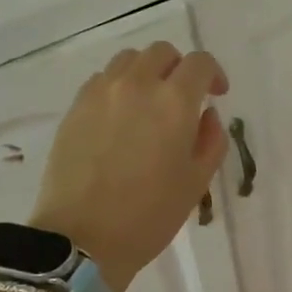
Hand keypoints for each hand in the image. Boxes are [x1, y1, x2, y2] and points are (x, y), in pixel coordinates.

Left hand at [31, 42, 229, 291]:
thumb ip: (212, 140)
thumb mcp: (197, 181)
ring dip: (147, 73)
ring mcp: (101, 93)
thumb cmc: (150, 214)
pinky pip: (102, 80)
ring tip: (149, 103)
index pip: (200, 63)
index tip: (217, 95)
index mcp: (174, 102)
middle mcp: (137, 85)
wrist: (81, 238)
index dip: (214, 74)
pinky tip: (120, 117)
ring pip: (128, 60)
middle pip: (162, 52)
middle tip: (184, 97)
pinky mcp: (75, 107)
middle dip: (179, 68)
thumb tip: (206, 115)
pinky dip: (119, 87)